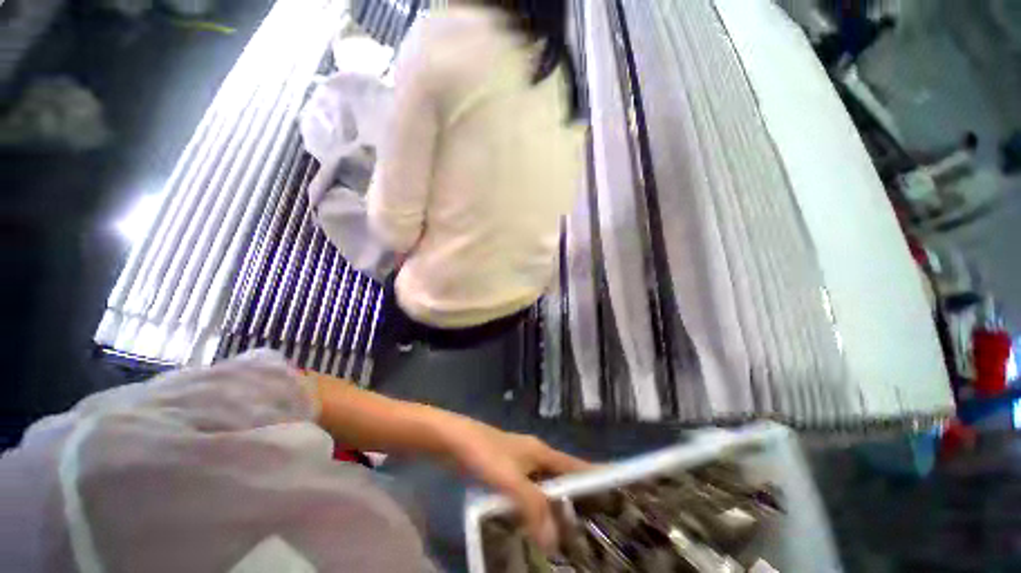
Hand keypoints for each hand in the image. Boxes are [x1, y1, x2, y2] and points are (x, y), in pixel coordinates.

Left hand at [439, 417, 591, 550]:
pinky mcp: (504, 476)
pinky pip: (526, 496)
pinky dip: (533, 512)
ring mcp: (519, 466)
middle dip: (576, 504)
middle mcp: (535, 458)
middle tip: (593, 533)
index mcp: (542, 452)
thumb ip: (532, 507)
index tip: (615, 500)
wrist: (453, 441)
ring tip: (568, 540)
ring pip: (543, 491)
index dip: (596, 479)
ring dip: (553, 511)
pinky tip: (534, 532)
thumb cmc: (485, 454)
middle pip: (562, 481)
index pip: (576, 466)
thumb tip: (556, 542)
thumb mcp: (510, 478)